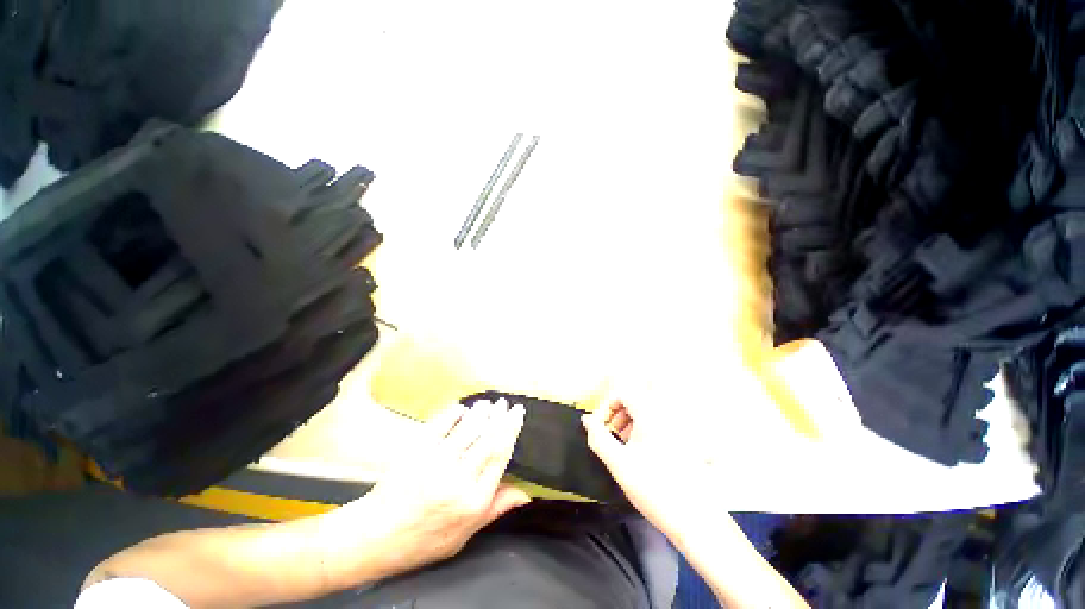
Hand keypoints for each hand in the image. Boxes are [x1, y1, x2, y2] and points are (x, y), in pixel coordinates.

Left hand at [324, 399, 530, 581]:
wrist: (376, 537)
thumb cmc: (425, 539)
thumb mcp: (465, 534)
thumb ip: (496, 508)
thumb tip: (527, 494)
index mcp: (473, 500)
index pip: (500, 455)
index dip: (511, 430)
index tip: (517, 414)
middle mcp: (458, 478)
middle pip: (488, 438)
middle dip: (500, 416)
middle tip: (506, 403)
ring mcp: (436, 462)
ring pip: (467, 428)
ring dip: (481, 412)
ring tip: (488, 403)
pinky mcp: (417, 451)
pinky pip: (440, 425)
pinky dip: (453, 413)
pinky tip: (461, 409)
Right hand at [582, 396, 721, 547]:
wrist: (695, 519)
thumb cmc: (653, 489)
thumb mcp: (618, 463)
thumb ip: (598, 437)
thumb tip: (587, 420)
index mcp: (650, 414)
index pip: (623, 392)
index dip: (607, 406)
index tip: (601, 427)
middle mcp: (666, 414)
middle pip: (636, 398)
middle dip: (619, 413)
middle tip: (612, 434)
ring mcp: (678, 426)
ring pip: (647, 409)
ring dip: (631, 420)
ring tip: (625, 444)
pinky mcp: (685, 440)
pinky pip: (659, 422)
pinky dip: (645, 428)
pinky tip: (643, 451)